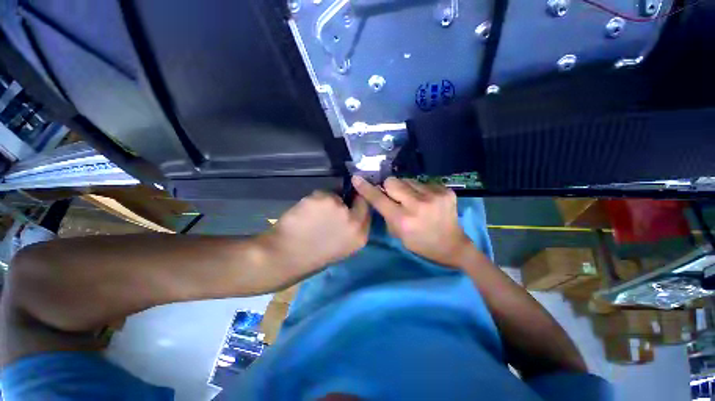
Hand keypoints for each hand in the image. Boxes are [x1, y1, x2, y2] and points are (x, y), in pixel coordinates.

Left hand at [265, 191, 369, 274]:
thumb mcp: (342, 248)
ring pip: (337, 195)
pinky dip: (315, 201)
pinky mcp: (322, 198)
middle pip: (357, 199)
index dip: (359, 206)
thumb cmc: (313, 257)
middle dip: (347, 201)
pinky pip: (322, 194)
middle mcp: (353, 220)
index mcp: (360, 236)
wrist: (285, 257)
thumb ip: (351, 229)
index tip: (351, 205)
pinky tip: (306, 212)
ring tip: (315, 214)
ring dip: (328, 201)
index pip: (368, 211)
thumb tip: (350, 210)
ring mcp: (338, 207)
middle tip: (333, 207)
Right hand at [352, 176, 472, 267]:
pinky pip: (423, 182)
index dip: (366, 188)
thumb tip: (380, 194)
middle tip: (395, 196)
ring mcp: (434, 195)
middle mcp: (417, 205)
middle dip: (389, 187)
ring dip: (406, 188)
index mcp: (403, 220)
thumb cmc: (420, 243)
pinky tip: (427, 200)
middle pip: (392, 181)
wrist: (452, 245)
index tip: (357, 179)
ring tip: (414, 199)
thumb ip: (386, 214)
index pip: (379, 198)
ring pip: (408, 179)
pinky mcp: (446, 190)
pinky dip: (420, 189)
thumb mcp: (398, 234)